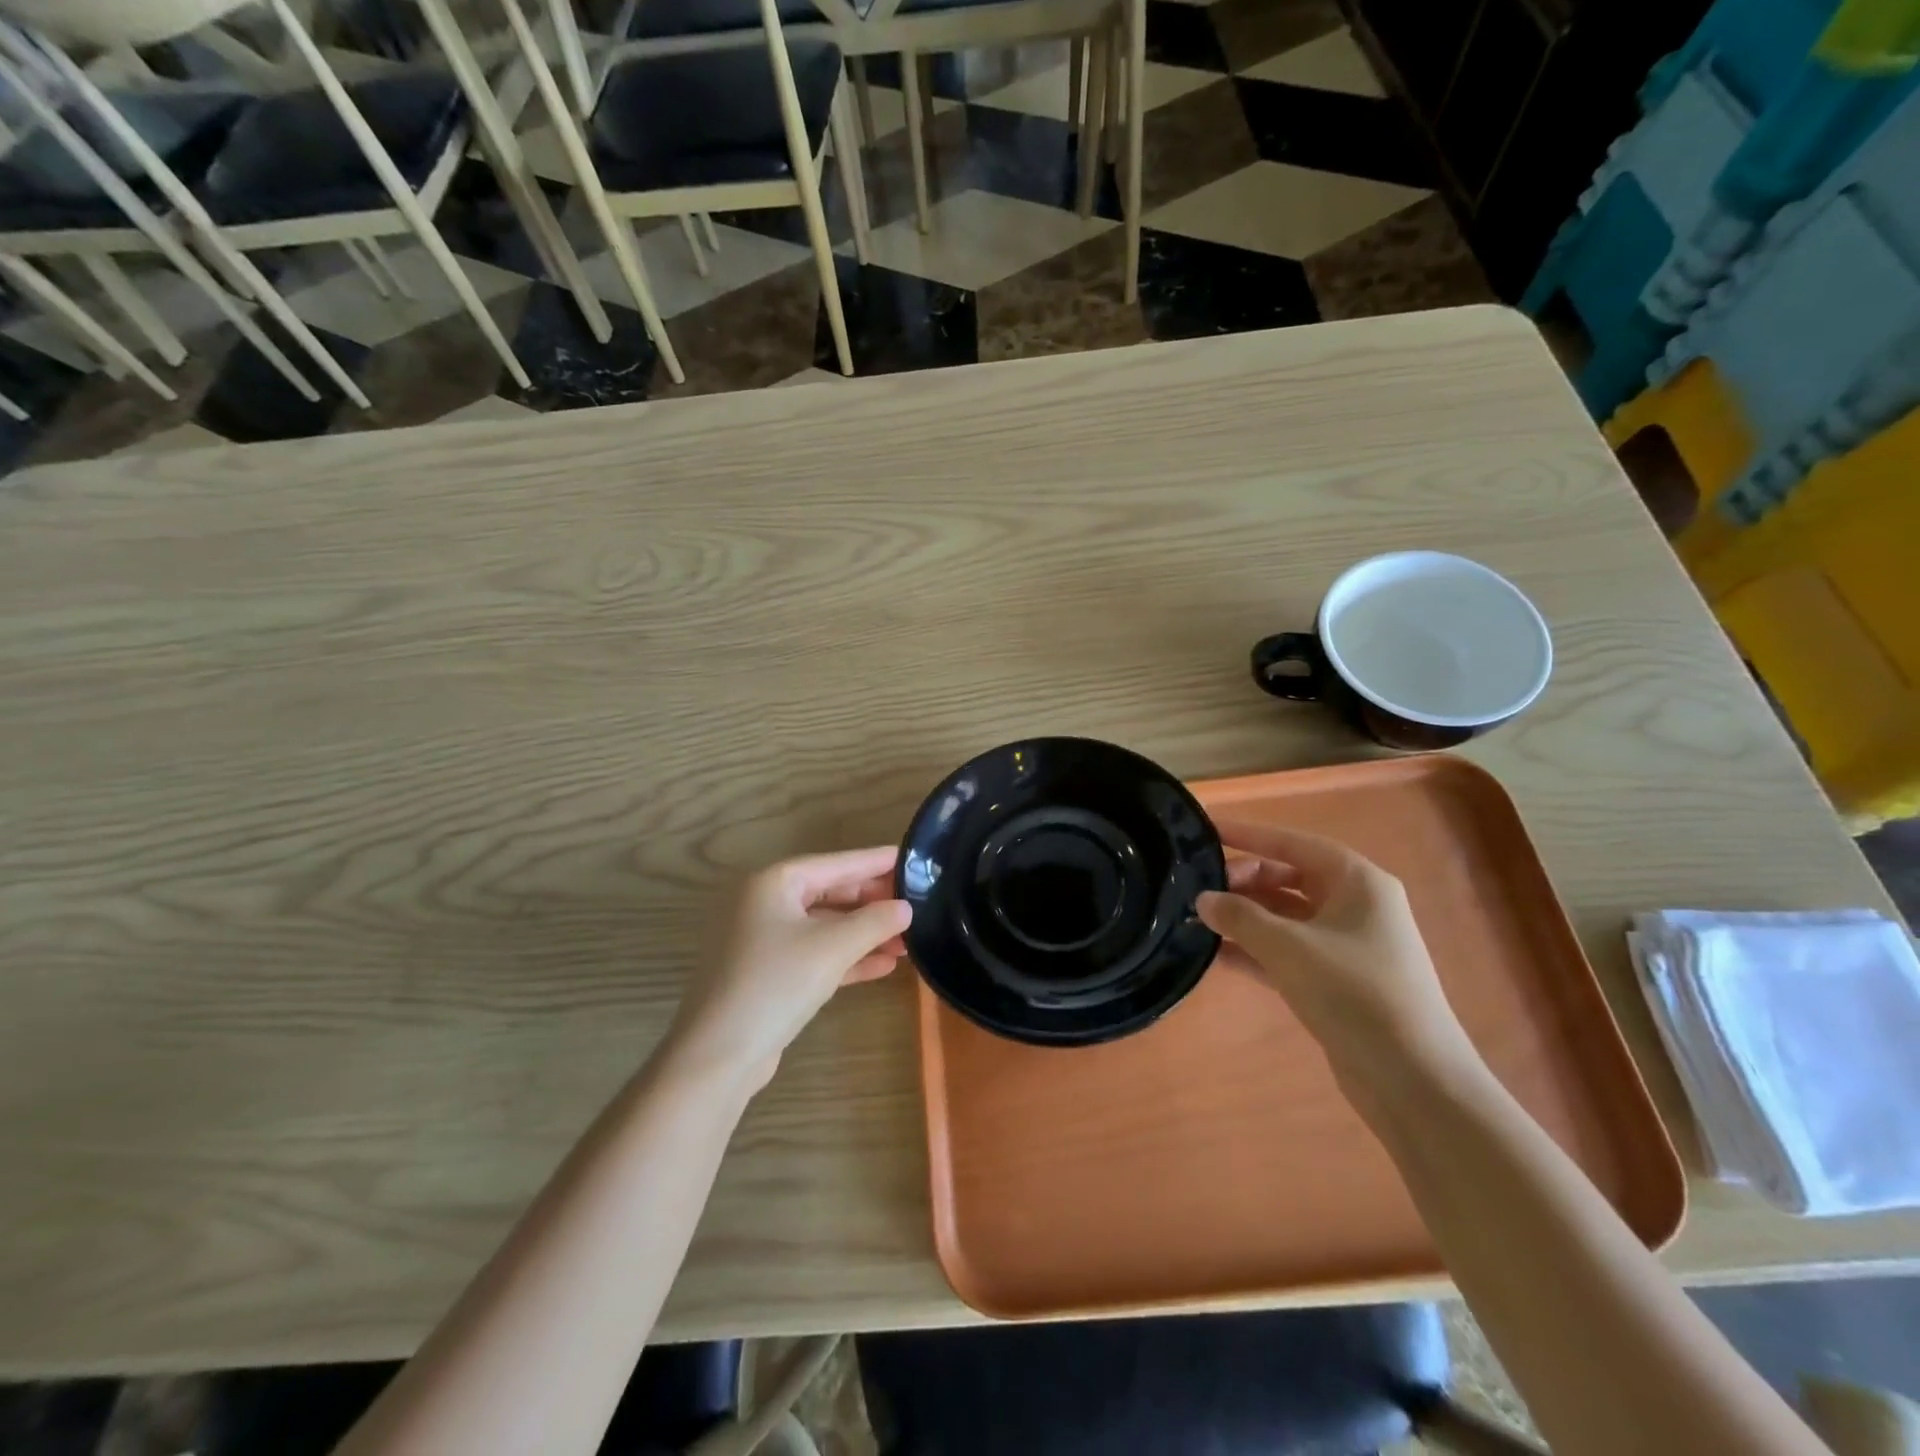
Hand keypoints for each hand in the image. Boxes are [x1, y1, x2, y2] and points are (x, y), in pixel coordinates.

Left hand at [663, 847, 911, 1092]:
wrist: (717, 1056)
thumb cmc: (775, 984)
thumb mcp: (832, 948)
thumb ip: (874, 922)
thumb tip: (905, 908)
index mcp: (773, 883)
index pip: (836, 863)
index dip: (875, 862)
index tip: (910, 858)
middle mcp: (765, 904)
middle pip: (830, 893)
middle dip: (873, 903)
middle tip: (915, 903)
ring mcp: (763, 940)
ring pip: (825, 927)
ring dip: (864, 934)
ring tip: (907, 941)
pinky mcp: (768, 974)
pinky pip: (815, 954)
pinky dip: (846, 958)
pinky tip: (883, 966)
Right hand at [1196, 821, 1473, 1077]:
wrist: (1413, 1080)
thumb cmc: (1354, 993)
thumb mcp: (1288, 947)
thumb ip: (1239, 917)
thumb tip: (1202, 899)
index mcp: (1357, 882)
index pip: (1293, 843)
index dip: (1249, 835)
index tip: (1207, 831)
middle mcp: (1355, 906)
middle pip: (1288, 877)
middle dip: (1244, 881)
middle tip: (1200, 890)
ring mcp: (1347, 946)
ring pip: (1285, 916)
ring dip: (1245, 917)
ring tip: (1197, 919)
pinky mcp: (1336, 981)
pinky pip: (1287, 951)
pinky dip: (1255, 949)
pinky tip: (1215, 954)